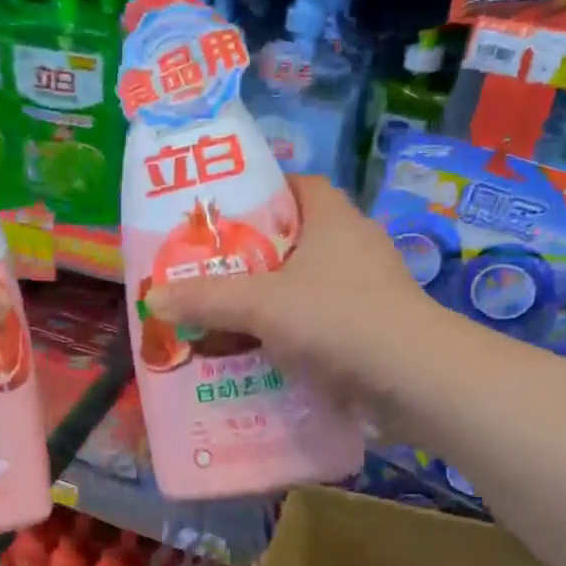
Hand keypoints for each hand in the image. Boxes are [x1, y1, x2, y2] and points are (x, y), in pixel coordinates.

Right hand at [145, 176, 429, 405]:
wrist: (414, 379)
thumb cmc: (337, 319)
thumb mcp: (261, 304)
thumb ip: (205, 299)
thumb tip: (151, 298)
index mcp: (333, 218)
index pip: (295, 185)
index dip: (259, 193)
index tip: (221, 216)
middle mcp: (354, 245)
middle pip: (294, 239)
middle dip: (253, 256)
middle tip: (208, 272)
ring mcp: (367, 289)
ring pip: (306, 285)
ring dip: (270, 300)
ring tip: (224, 316)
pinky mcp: (371, 329)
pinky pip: (320, 321)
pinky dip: (291, 332)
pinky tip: (260, 353)